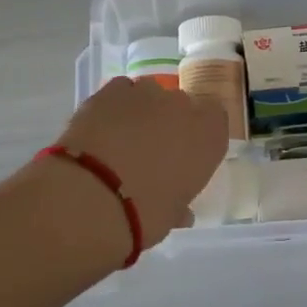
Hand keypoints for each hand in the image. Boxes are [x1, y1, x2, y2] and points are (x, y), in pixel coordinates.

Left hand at [54, 76, 228, 249]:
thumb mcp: (171, 216)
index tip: (185, 155)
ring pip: (148, 95)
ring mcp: (145, 92)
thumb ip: (180, 204)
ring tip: (121, 141)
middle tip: (151, 152)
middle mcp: (182, 105)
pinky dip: (114, 106)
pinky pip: (119, 92)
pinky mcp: (110, 90)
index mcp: (208, 134)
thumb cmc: (145, 213)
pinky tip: (102, 129)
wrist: (91, 196)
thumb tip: (181, 211)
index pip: (215, 119)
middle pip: (180, 105)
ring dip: (141, 112)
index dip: (199, 134)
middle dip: (168, 122)